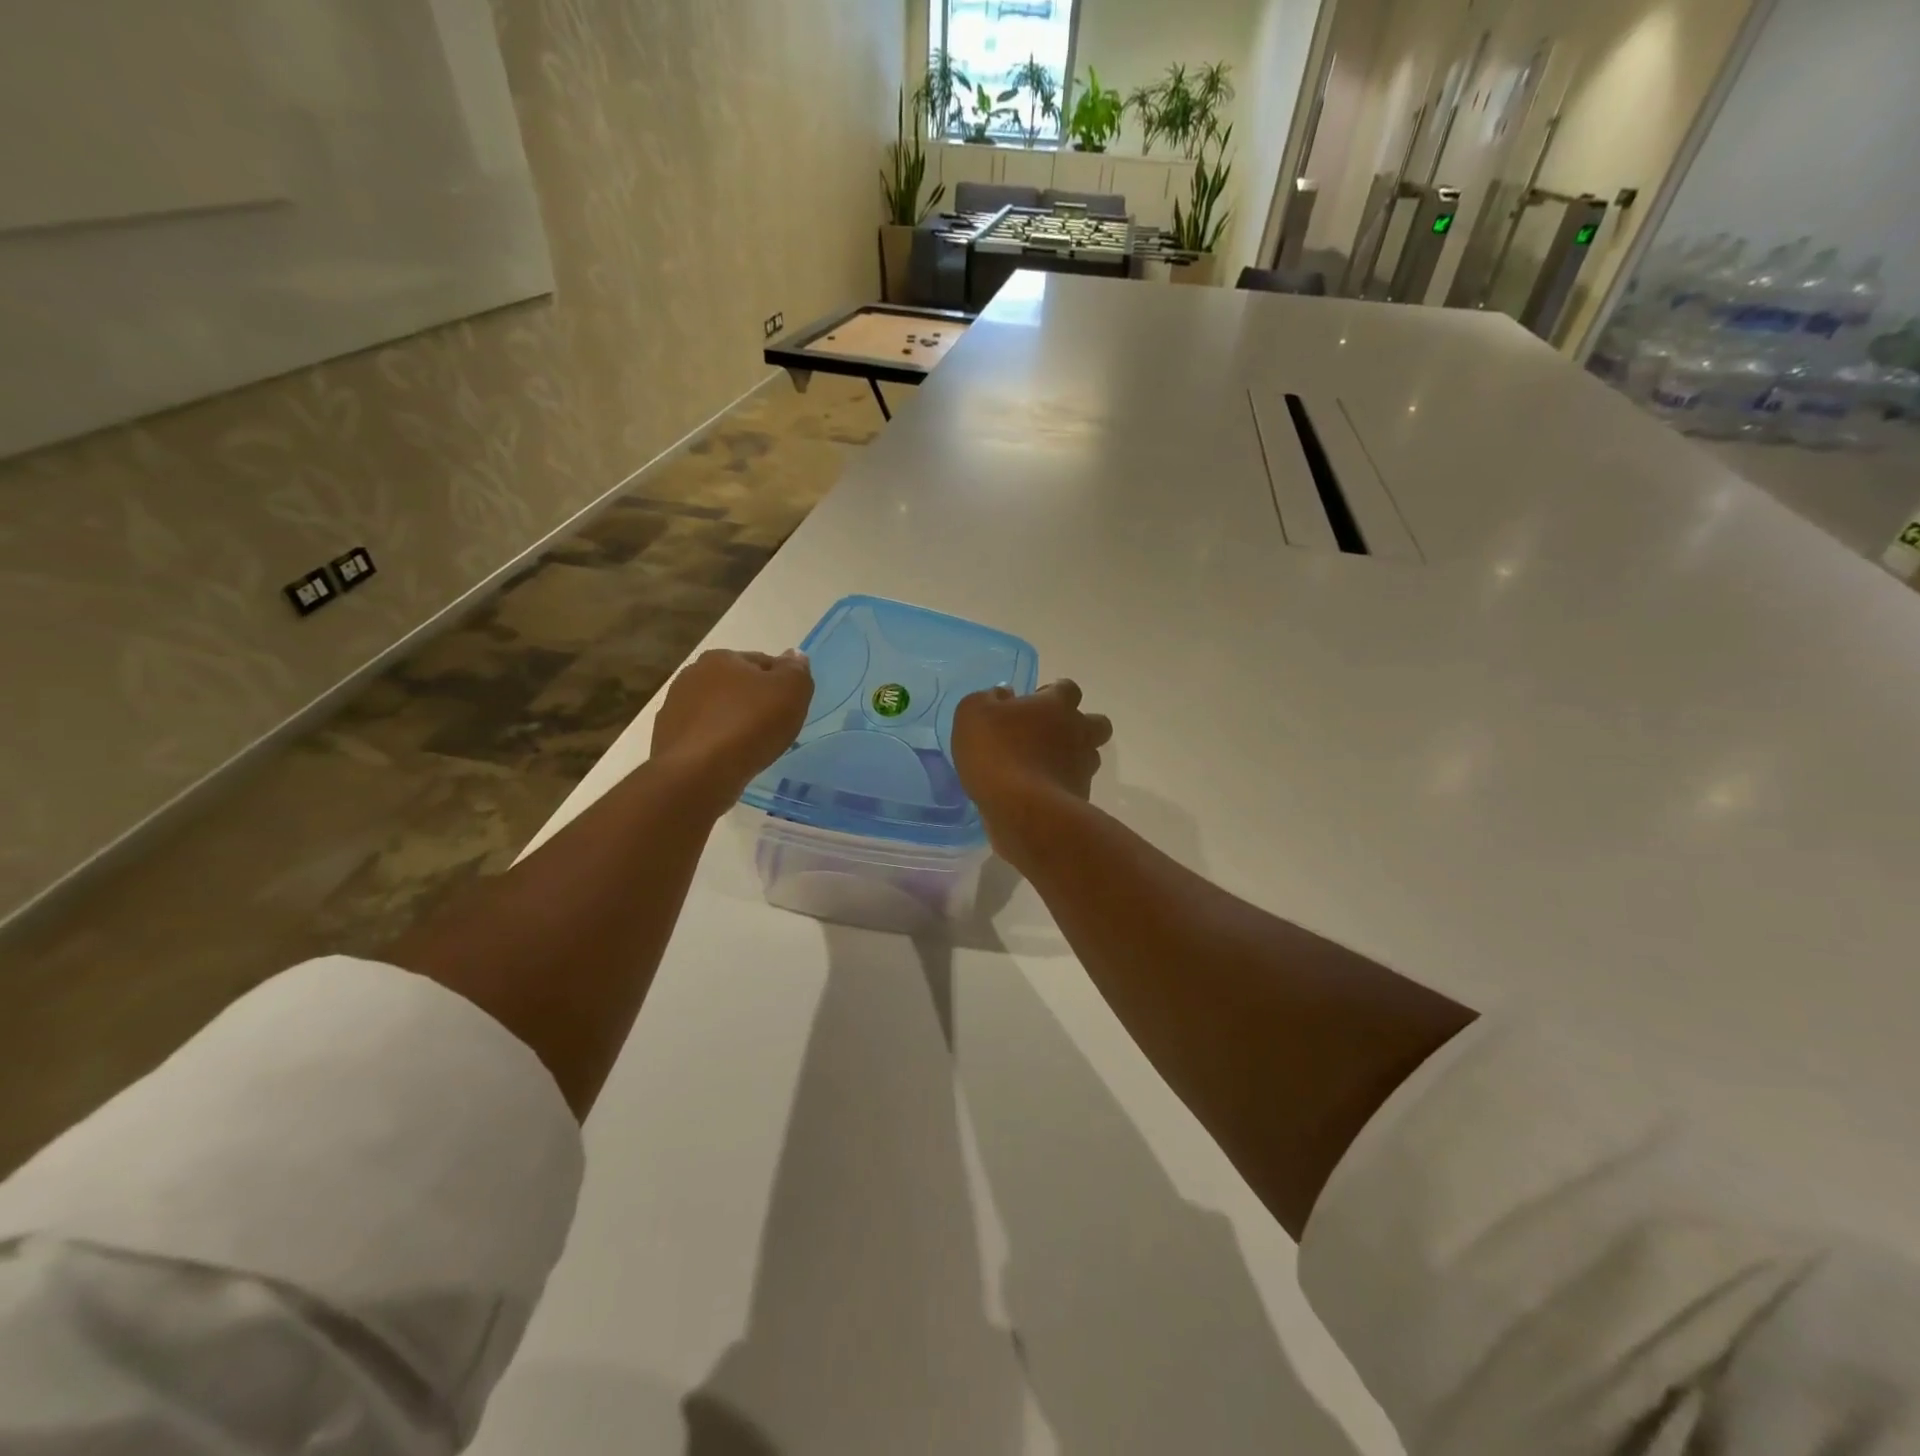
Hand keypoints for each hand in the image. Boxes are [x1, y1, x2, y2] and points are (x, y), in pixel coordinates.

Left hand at [651, 649, 812, 810]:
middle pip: (735, 686)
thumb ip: (796, 670)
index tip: (790, 706)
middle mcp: (692, 675)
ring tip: (750, 748)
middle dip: (753, 702)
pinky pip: (701, 737)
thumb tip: (794, 656)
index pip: (761, 662)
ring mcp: (674, 708)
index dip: (780, 683)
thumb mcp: (791, 691)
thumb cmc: (750, 725)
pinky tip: (727, 761)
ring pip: (716, 712)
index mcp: (721, 658)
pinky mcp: (666, 739)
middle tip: (773, 727)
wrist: (698, 773)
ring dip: (732, 723)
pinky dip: (714, 744)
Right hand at [953, 680, 1112, 862]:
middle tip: (1049, 735)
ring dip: (1073, 758)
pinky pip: (1076, 787)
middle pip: (1096, 723)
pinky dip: (1062, 788)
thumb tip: (1004, 695)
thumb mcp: (973, 714)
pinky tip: (1039, 795)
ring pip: (1090, 757)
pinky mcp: (1081, 798)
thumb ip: (988, 698)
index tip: (1034, 703)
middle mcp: (1078, 732)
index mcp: (1056, 705)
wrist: (1021, 810)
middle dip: (1079, 726)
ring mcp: (1083, 767)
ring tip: (1044, 768)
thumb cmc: (996, 752)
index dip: (1053, 693)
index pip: (1068, 689)